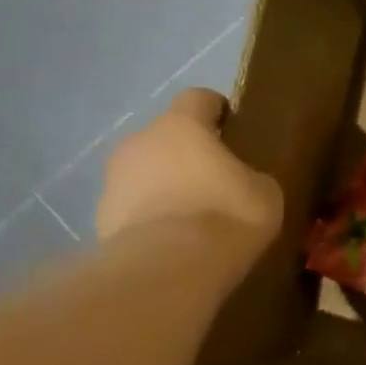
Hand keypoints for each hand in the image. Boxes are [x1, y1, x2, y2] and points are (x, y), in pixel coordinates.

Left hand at [96, 89, 283, 262]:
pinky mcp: (100, 216)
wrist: (169, 266)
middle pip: (166, 136)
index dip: (216, 109)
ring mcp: (114, 179)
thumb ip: (249, 175)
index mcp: (182, 126)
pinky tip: (174, 239)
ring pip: (145, 171)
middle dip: (187, 152)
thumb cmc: (227, 213)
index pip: (197, 98)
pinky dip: (151, 215)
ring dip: (165, 183)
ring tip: (193, 213)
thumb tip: (240, 180)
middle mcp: (140, 142)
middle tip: (215, 177)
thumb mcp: (264, 191)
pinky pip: (133, 206)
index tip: (232, 125)